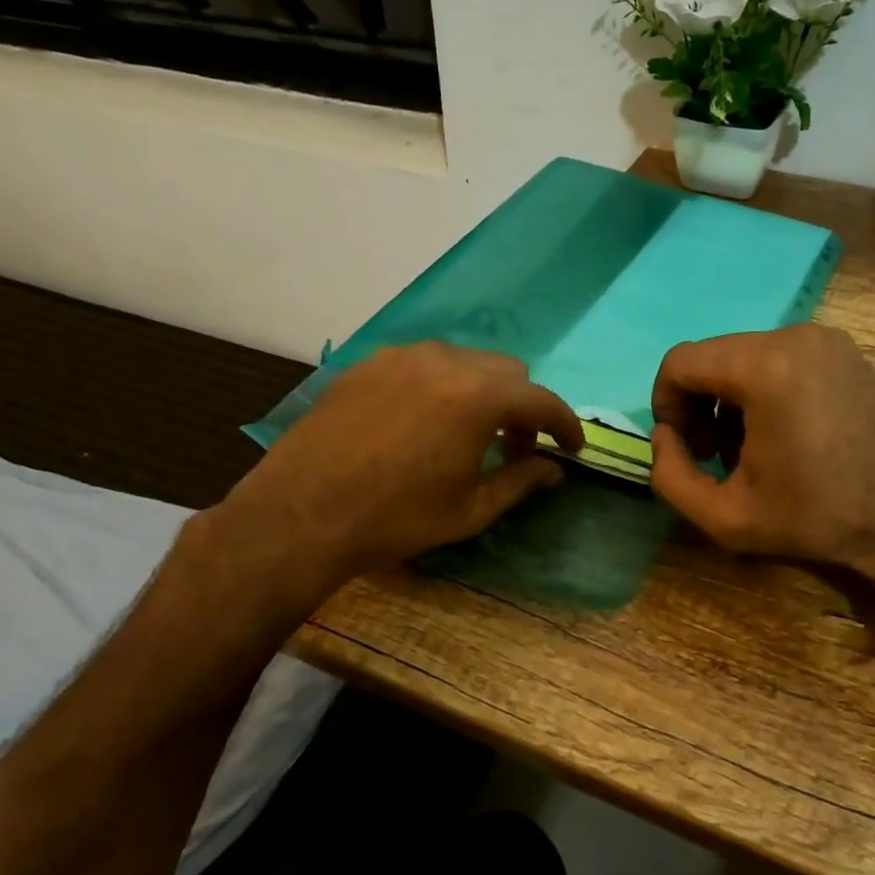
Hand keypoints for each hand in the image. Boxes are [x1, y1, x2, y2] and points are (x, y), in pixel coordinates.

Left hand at [216, 343, 583, 587]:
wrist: (302, 512)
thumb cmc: (396, 518)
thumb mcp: (469, 510)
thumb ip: (521, 482)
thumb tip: (554, 470)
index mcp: (479, 396)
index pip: (542, 400)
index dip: (565, 425)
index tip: (573, 448)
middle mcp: (446, 360)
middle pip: (507, 373)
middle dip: (523, 408)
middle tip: (515, 447)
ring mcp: (402, 356)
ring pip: (465, 362)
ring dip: (482, 393)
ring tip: (467, 434)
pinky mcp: (369, 362)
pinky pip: (423, 365)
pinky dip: (441, 387)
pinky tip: (423, 423)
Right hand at [649, 325, 874, 591]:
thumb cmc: (818, 519)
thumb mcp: (726, 517)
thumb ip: (670, 476)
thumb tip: (664, 436)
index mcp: (764, 369)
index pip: (680, 362)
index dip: (665, 405)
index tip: (683, 448)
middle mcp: (794, 337)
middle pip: (712, 357)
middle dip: (698, 404)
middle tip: (712, 455)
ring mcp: (826, 340)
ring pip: (744, 357)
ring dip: (730, 400)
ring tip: (748, 450)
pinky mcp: (845, 352)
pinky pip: (780, 359)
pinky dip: (764, 390)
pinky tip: (783, 435)